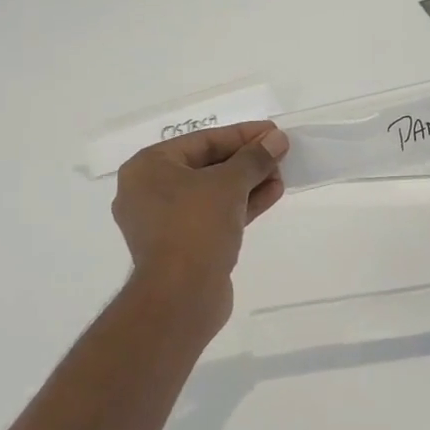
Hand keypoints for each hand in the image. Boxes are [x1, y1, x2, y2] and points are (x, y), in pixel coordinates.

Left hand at [112, 122, 287, 332]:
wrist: (180, 298)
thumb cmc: (196, 227)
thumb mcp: (229, 184)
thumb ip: (254, 158)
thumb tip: (277, 139)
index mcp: (148, 167)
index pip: (203, 141)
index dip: (242, 135)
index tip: (273, 132)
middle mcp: (149, 191)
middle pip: (206, 165)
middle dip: (246, 161)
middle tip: (279, 154)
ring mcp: (163, 221)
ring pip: (212, 193)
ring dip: (247, 183)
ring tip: (281, 175)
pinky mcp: (181, 245)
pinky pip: (212, 215)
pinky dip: (239, 205)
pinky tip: (271, 195)